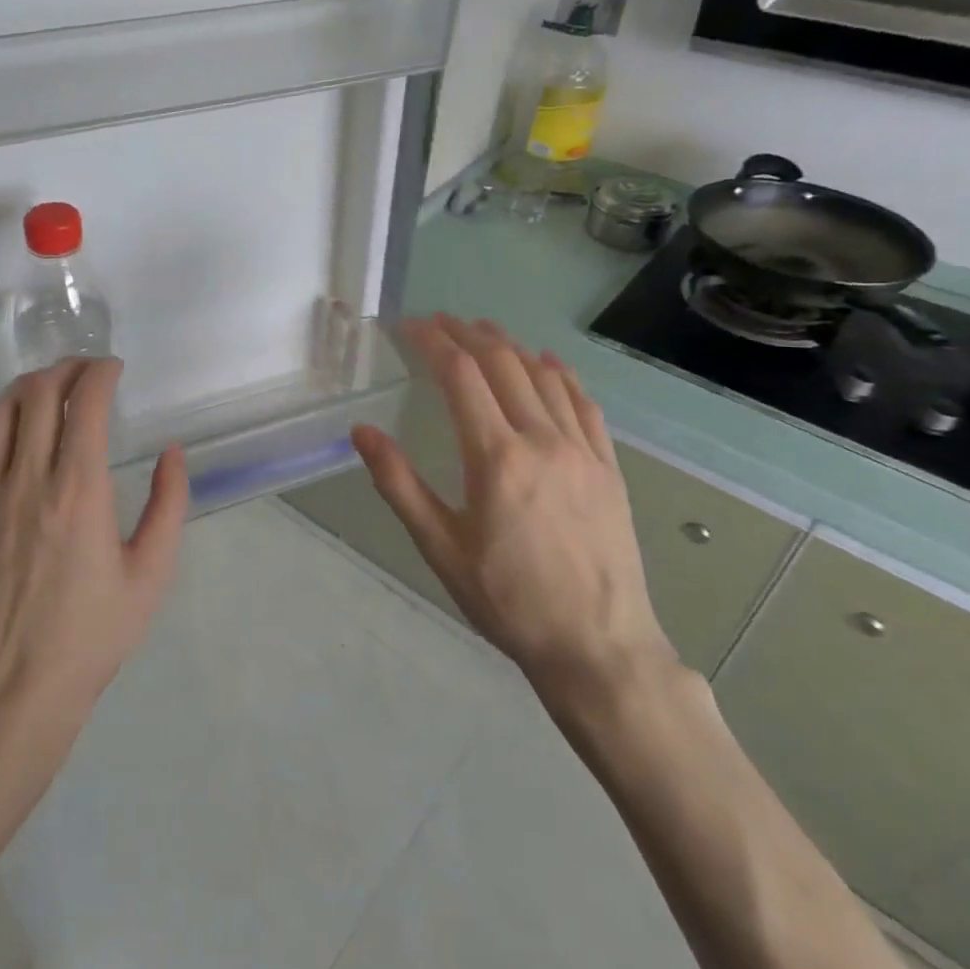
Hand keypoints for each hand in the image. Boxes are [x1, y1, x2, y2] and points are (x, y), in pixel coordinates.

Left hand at [0, 358, 188, 743]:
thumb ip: (168, 505)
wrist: (14, 687)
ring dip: (27, 386)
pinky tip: (8, 422)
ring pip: (0, 412)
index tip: (114, 369)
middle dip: (66, 369)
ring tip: (50, 386)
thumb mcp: (151, 574)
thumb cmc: (91, 633)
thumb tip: (171, 452)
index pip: (85, 404)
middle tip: (87, 371)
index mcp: (79, 492)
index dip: (100, 373)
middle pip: (39, 395)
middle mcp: (28, 481)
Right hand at [351, 315, 677, 721]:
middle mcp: (541, 438)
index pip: (459, 374)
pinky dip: (559, 374)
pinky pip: (583, 403)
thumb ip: (399, 484)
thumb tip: (361, 431)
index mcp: (495, 456)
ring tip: (483, 331)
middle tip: (438, 322)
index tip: (409, 327)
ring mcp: (582, 449)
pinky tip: (547, 364)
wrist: (597, 646)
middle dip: (466, 333)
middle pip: (502, 362)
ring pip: (543, 375)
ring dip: (509, 345)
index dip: (432, 341)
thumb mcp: (440, 547)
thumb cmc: (508, 600)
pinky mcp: (608, 466)